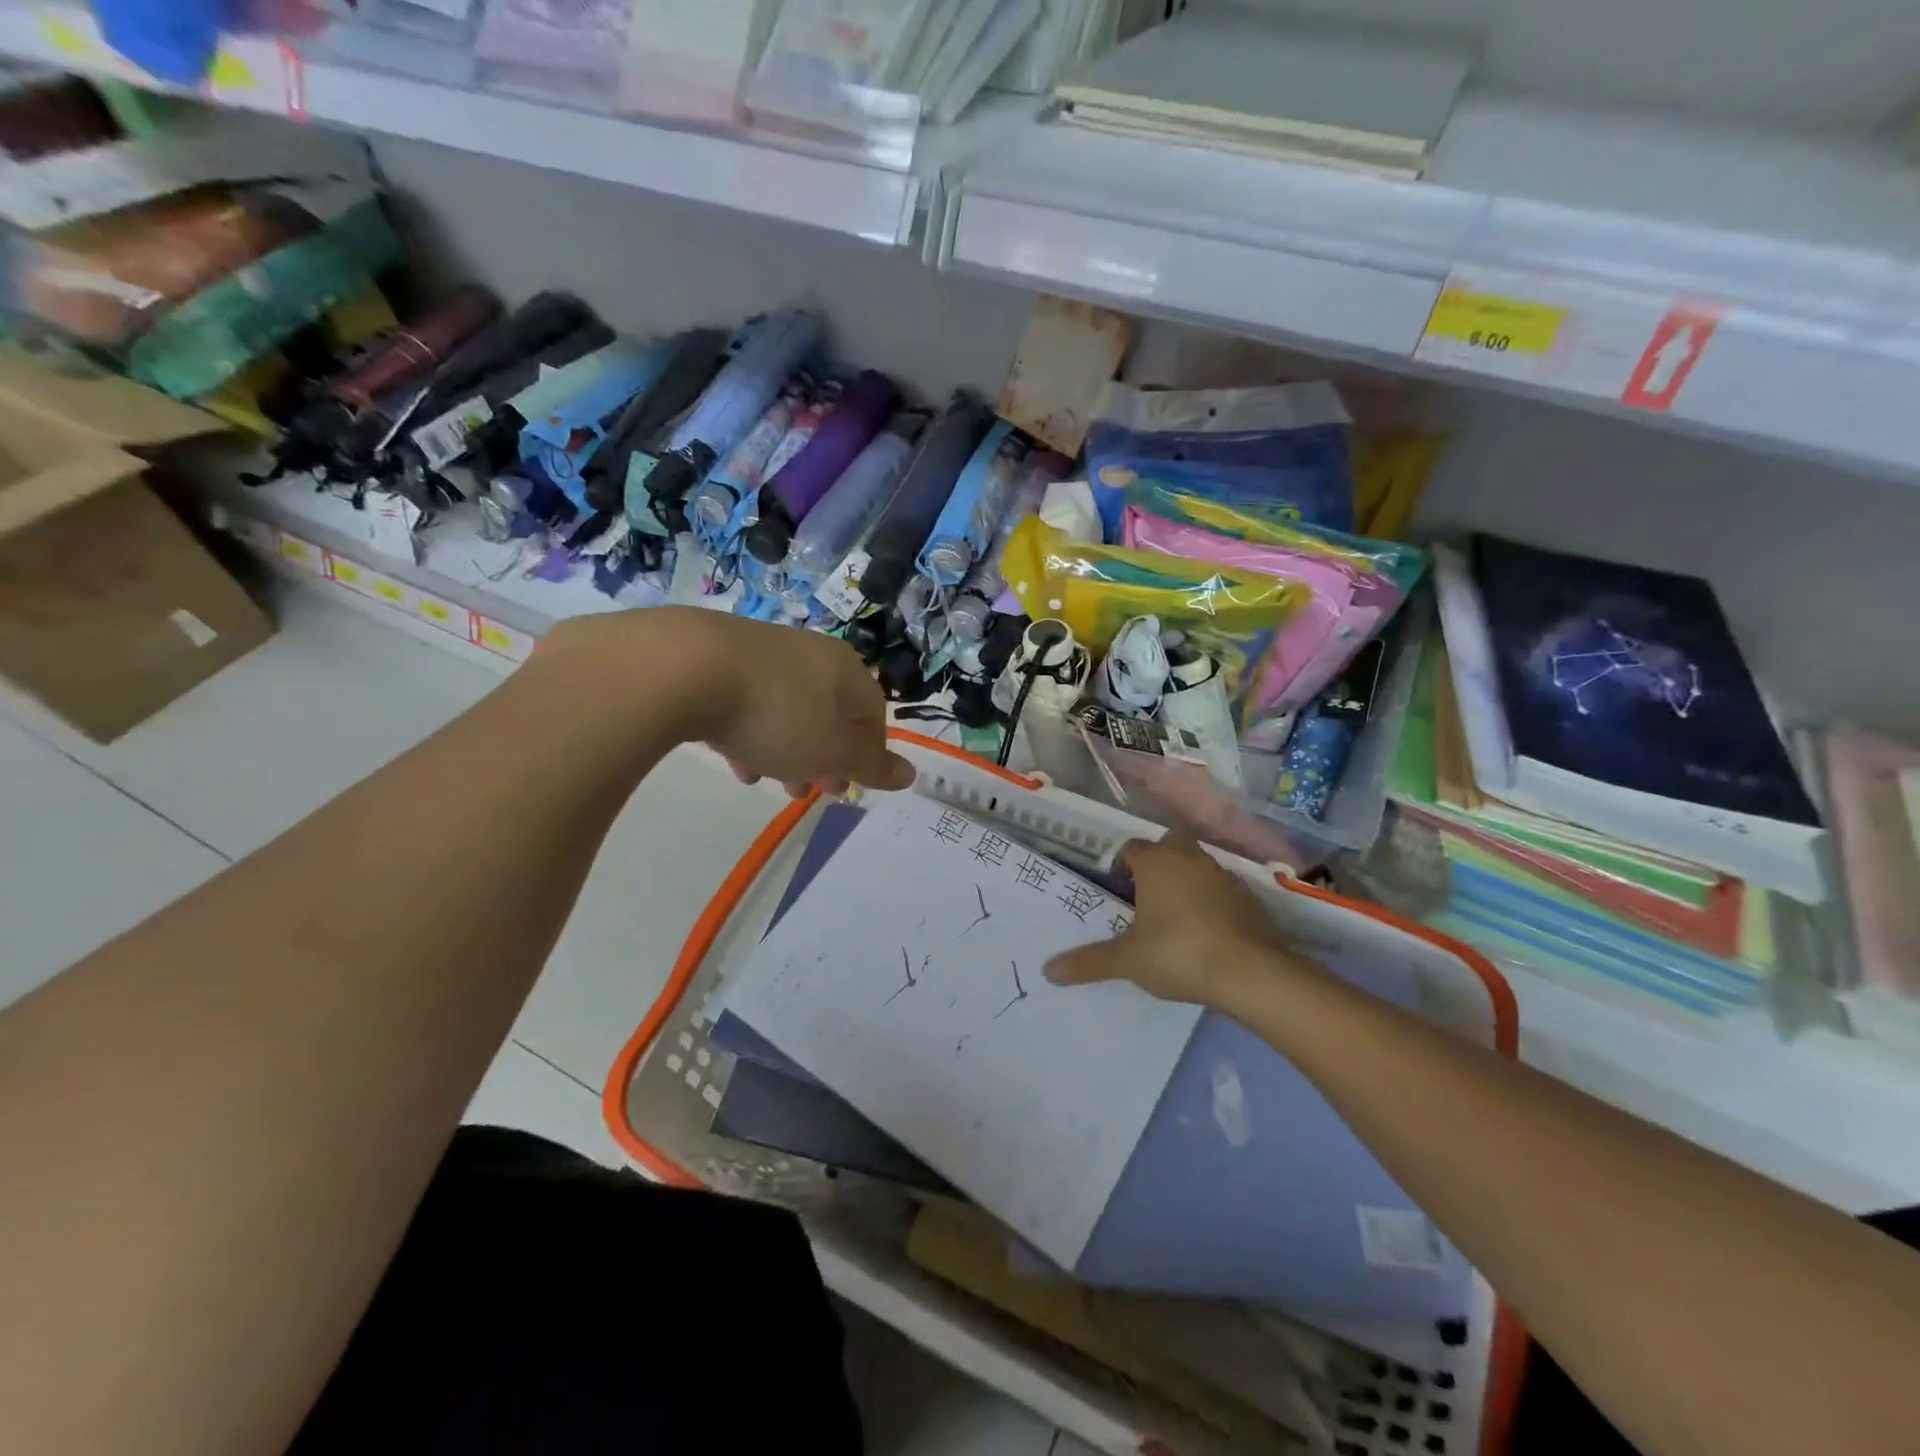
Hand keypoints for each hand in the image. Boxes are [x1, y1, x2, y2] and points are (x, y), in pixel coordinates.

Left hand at [546, 609, 914, 795]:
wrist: (687, 668)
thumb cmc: (779, 716)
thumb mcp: (833, 752)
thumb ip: (872, 765)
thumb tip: (911, 774)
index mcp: (847, 671)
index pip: (874, 716)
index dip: (866, 756)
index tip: (847, 785)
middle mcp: (811, 653)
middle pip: (829, 714)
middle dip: (820, 757)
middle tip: (806, 790)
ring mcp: (765, 652)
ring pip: (788, 710)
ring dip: (783, 749)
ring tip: (764, 780)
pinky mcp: (720, 656)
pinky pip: (749, 701)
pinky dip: (749, 732)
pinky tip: (733, 757)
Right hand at [1044, 835, 1306, 1007]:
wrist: (1251, 972)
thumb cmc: (1179, 953)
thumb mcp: (1128, 960)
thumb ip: (1089, 962)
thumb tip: (1048, 970)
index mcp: (1157, 862)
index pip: (1131, 848)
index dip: (1121, 866)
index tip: (1117, 891)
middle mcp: (1190, 858)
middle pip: (1168, 845)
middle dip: (1157, 862)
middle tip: (1146, 896)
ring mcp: (1224, 875)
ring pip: (1197, 865)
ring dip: (1185, 880)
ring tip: (1174, 916)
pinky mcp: (1250, 897)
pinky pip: (1221, 889)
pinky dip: (1212, 901)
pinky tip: (1207, 931)